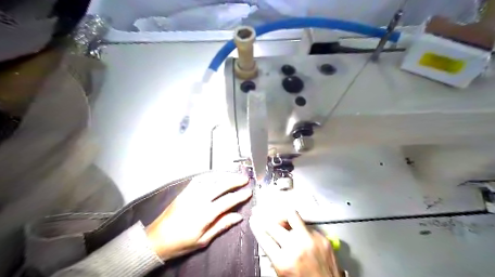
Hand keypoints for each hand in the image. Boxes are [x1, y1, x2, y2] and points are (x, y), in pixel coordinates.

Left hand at [145, 172, 248, 260]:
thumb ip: (221, 225)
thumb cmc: (181, 243)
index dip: (240, 196)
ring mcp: (190, 193)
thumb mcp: (203, 240)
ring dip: (224, 175)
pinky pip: (199, 179)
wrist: (155, 240)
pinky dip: (210, 176)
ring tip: (233, 175)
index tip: (249, 192)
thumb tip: (238, 217)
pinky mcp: (184, 191)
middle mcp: (198, 199)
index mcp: (204, 214)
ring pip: (210, 179)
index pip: (227, 201)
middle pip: (220, 185)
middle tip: (244, 179)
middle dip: (234, 180)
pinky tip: (216, 176)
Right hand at [251, 209, 340, 274]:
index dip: (256, 226)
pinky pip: (305, 224)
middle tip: (261, 214)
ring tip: (279, 215)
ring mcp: (311, 240)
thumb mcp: (282, 274)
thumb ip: (273, 256)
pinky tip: (296, 229)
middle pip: (274, 224)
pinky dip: (298, 225)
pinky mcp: (322, 237)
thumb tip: (265, 238)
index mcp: (284, 262)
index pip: (264, 237)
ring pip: (291, 215)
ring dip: (282, 214)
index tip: (253, 220)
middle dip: (265, 218)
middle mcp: (297, 248)